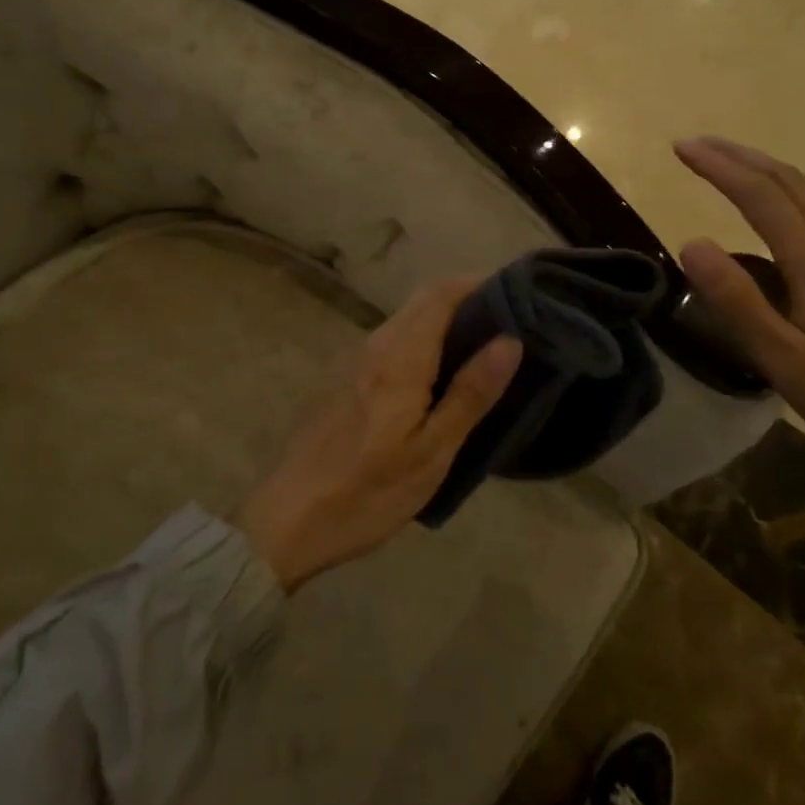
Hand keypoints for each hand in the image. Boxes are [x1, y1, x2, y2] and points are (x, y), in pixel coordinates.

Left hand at [233, 278, 522, 590]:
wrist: (288, 519)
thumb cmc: (368, 491)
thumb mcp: (431, 452)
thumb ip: (470, 393)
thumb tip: (509, 340)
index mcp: (400, 357)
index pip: (442, 294)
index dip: (478, 285)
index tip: (516, 297)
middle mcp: (376, 345)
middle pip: (424, 301)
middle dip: (466, 300)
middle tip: (508, 325)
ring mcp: (356, 360)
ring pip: (407, 319)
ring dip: (444, 320)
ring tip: (482, 349)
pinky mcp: (346, 379)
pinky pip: (393, 340)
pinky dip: (423, 340)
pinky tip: (439, 375)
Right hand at [674, 137, 804, 519]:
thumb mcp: (786, 361)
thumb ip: (738, 301)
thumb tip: (692, 242)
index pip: (759, 195)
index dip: (718, 166)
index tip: (682, 147)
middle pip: (791, 182)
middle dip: (742, 156)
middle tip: (700, 144)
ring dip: (772, 170)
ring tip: (739, 164)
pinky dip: (799, 192)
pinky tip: (793, 213)